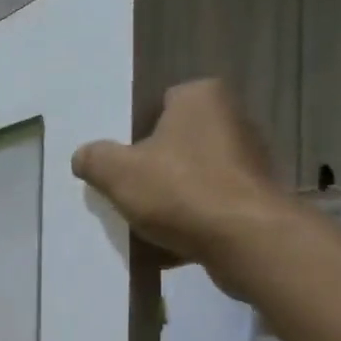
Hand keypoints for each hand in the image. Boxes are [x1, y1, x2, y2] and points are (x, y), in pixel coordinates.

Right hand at [72, 79, 287, 287]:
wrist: (247, 241)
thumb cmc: (181, 190)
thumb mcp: (118, 172)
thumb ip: (94, 159)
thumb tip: (84, 156)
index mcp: (202, 97)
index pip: (158, 104)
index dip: (133, 132)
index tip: (119, 161)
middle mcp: (233, 119)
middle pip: (175, 143)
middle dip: (152, 167)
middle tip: (125, 191)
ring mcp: (250, 160)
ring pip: (192, 176)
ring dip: (170, 197)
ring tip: (144, 222)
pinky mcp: (256, 197)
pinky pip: (210, 204)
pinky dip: (191, 219)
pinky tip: (169, 244)